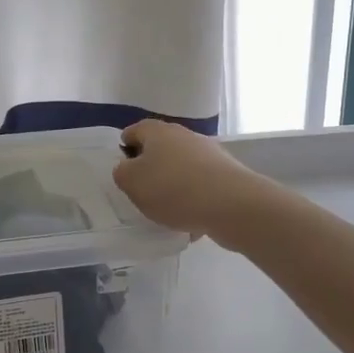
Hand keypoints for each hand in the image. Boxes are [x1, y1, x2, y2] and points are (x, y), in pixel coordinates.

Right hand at [112, 119, 277, 245]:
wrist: (231, 204)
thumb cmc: (173, 189)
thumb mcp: (132, 182)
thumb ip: (122, 173)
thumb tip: (127, 167)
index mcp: (158, 132)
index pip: (134, 131)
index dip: (124, 148)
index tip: (122, 170)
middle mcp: (184, 136)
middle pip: (160, 149)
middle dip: (151, 168)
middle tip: (141, 192)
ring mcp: (209, 153)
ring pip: (182, 168)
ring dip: (173, 186)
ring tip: (166, 211)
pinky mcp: (226, 174)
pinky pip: (201, 186)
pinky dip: (194, 200)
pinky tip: (191, 221)